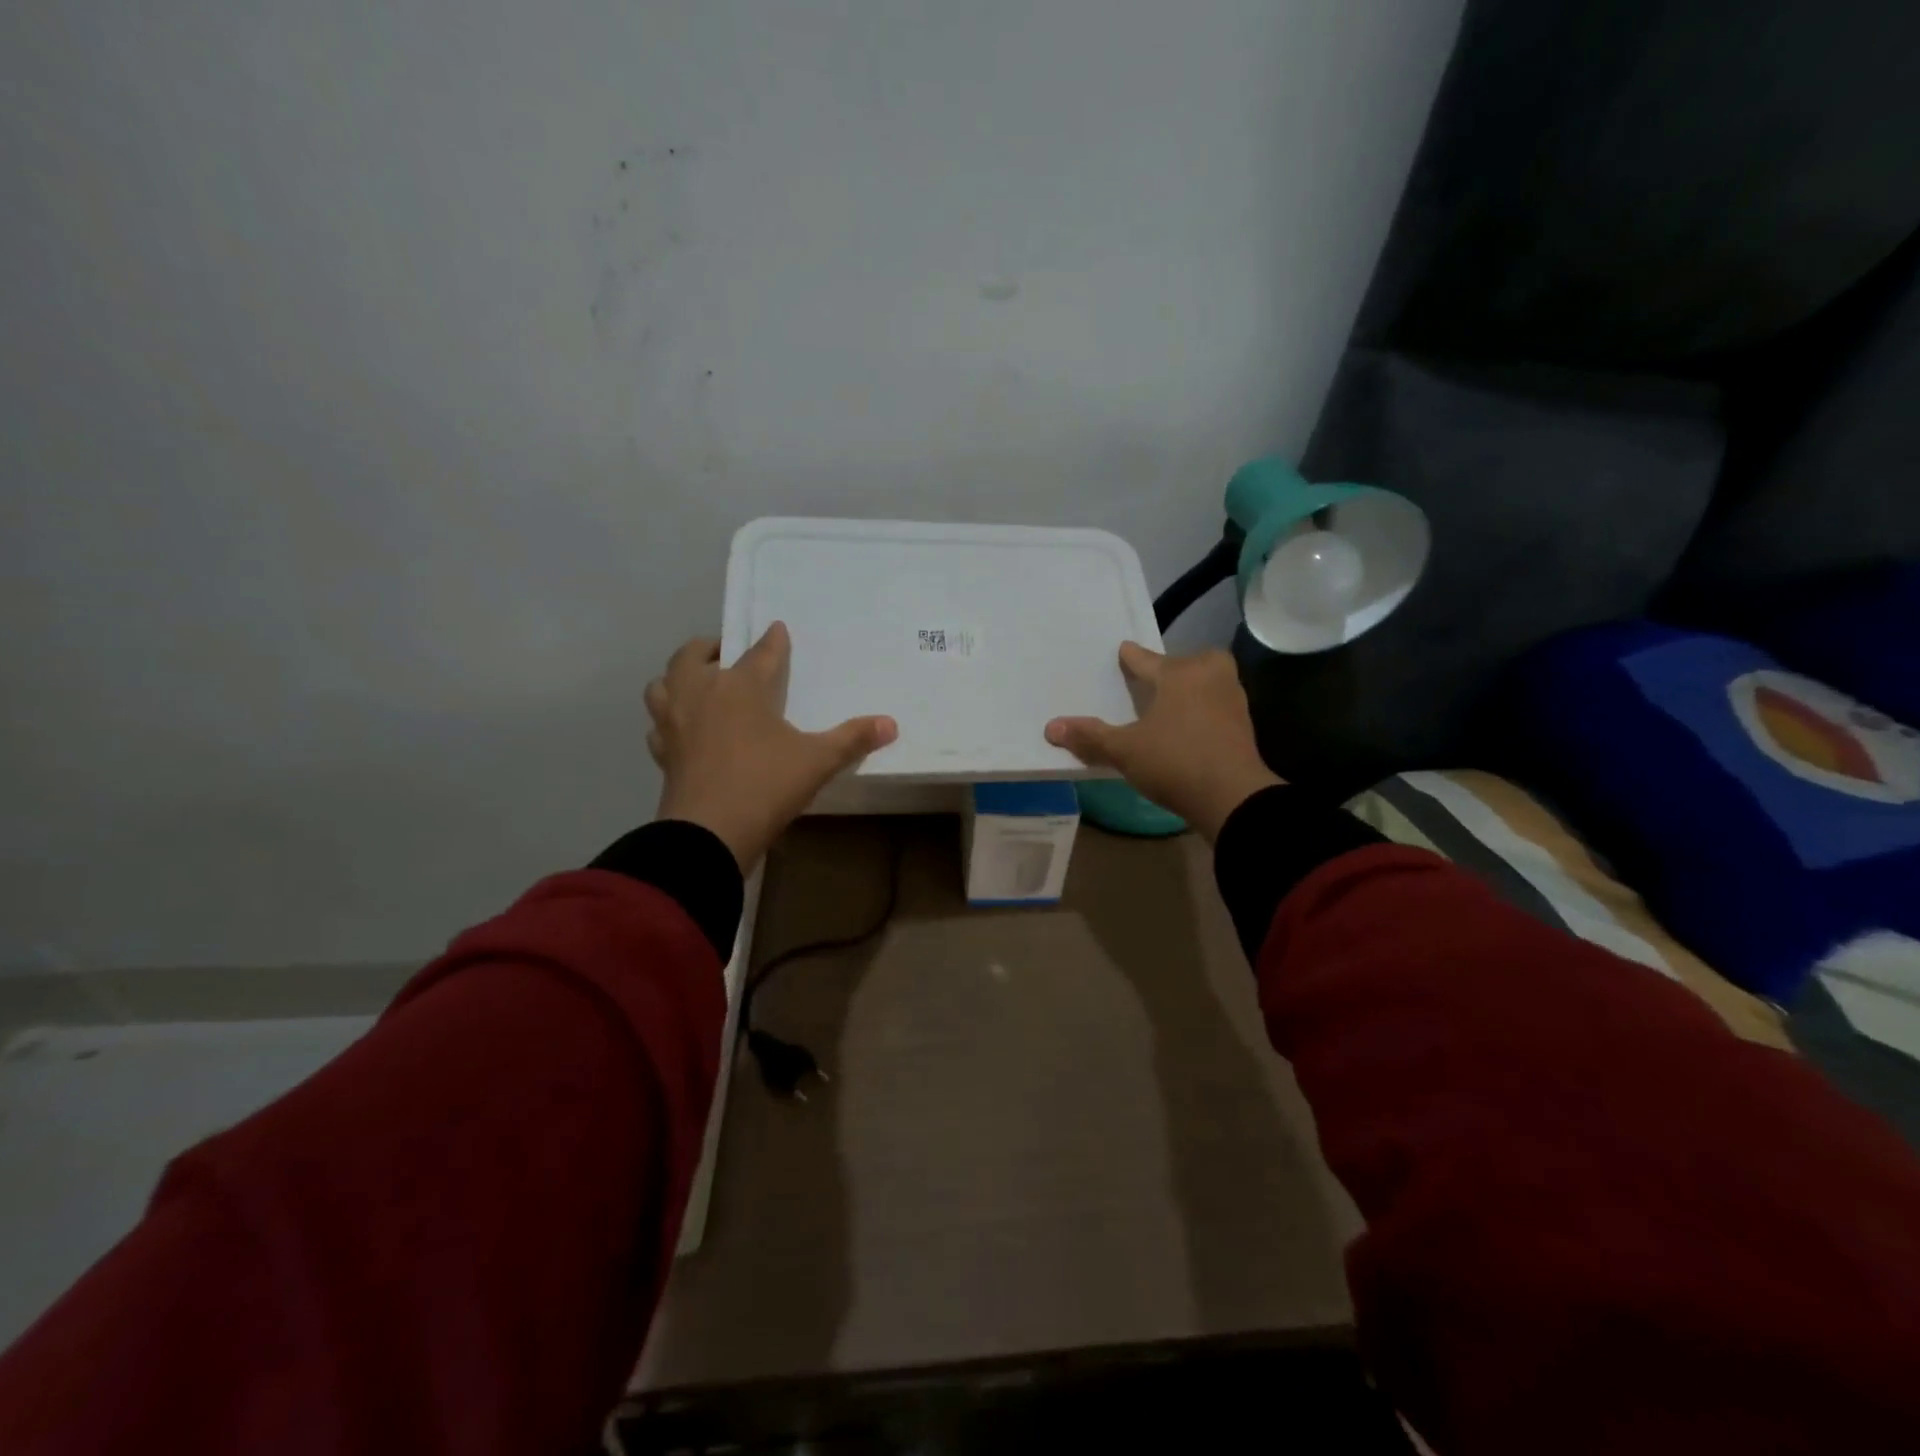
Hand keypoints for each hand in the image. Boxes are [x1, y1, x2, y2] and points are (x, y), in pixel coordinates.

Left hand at [647, 624, 896, 870]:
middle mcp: (701, 693)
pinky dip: (668, 720)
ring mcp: (675, 722)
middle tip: (728, 654)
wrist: (709, 833)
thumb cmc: (766, 785)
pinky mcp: (662, 752)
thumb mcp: (817, 761)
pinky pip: (658, 725)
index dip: (773, 641)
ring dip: (679, 677)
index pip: (761, 653)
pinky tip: (682, 731)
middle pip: (694, 655)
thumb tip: (892, 724)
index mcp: (741, 686)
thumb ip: (852, 739)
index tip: (778, 630)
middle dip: (711, 647)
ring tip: (697, 685)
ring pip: (664, 683)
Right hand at [1046, 643, 1282, 841]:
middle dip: (1167, 670)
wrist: (1233, 798)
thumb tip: (1050, 727)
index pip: (1146, 659)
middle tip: (1149, 682)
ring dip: (1187, 691)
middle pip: (1182, 664)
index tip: (1123, 650)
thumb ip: (1090, 737)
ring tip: (1166, 704)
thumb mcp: (1125, 750)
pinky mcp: (1243, 723)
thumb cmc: (1175, 762)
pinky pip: (1214, 705)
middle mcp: (1210, 675)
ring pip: (1203, 683)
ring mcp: (1232, 698)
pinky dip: (1200, 710)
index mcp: (1180, 673)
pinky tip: (1186, 726)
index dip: (1130, 657)